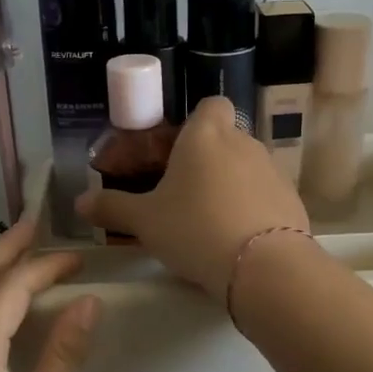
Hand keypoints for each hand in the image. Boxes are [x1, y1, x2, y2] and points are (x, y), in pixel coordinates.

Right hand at [76, 97, 308, 301]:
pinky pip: (266, 195)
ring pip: (246, 167)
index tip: (178, 150)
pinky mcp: (292, 200)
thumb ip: (112, 208)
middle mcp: (244, 143)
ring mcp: (273, 170)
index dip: (196, 122)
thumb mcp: (145, 222)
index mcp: (206, 136)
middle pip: (226, 138)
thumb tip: (80, 203)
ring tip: (209, 221)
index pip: (210, 105)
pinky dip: (252, 208)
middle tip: (183, 194)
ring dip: (230, 184)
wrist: (262, 266)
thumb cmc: (194, 229)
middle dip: (207, 160)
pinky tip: (237, 238)